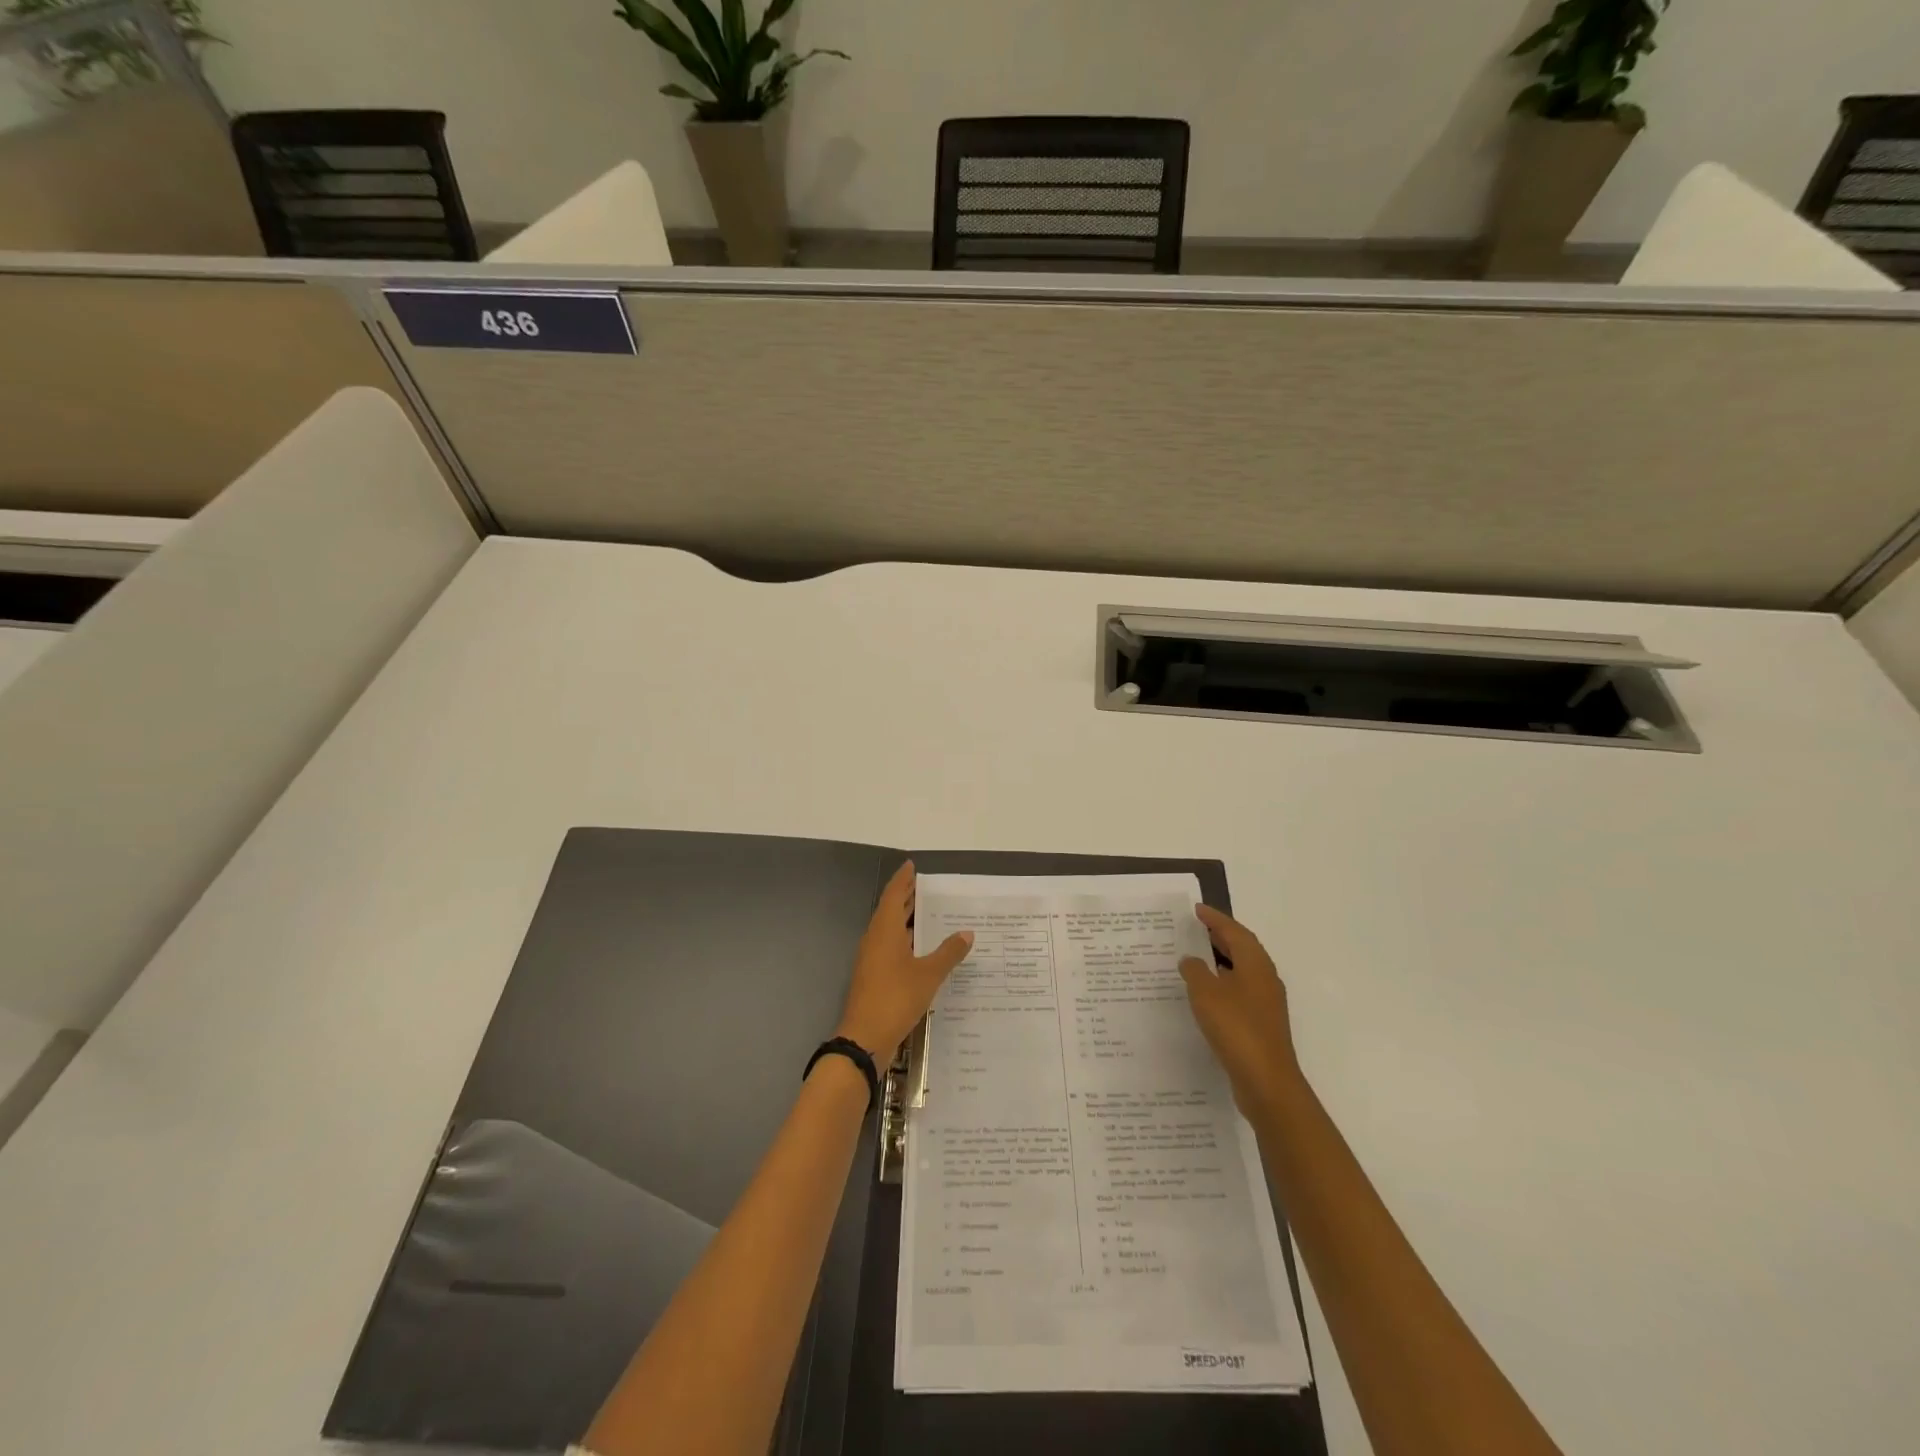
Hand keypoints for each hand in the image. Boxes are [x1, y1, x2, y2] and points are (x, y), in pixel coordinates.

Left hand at [835, 861, 972, 1066]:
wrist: (865, 1039)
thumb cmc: (895, 998)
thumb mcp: (928, 974)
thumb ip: (948, 953)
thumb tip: (967, 933)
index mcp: (884, 931)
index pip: (893, 895)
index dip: (903, 879)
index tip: (913, 866)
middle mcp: (875, 939)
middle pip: (891, 911)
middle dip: (907, 898)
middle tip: (927, 887)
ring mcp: (873, 960)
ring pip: (891, 931)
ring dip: (908, 921)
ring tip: (931, 913)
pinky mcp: (875, 977)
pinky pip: (892, 949)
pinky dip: (908, 942)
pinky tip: (926, 950)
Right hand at [1179, 904, 1300, 1115]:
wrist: (1266, 1082)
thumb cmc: (1236, 1028)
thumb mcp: (1206, 993)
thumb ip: (1195, 971)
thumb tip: (1191, 960)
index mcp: (1256, 965)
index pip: (1235, 932)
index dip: (1215, 919)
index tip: (1196, 909)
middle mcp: (1265, 979)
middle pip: (1242, 949)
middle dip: (1220, 937)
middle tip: (1195, 928)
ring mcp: (1265, 1004)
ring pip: (1240, 972)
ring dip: (1220, 962)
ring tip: (1194, 958)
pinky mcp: (1260, 1025)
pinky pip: (1238, 993)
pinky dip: (1221, 985)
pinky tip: (1204, 995)